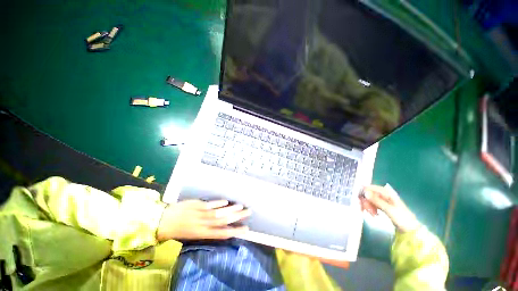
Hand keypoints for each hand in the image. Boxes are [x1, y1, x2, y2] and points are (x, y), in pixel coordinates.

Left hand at [157, 200, 251, 240]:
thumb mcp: (193, 235)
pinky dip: (219, 203)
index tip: (246, 229)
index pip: (223, 234)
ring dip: (231, 209)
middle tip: (248, 212)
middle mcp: (204, 224)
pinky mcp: (197, 205)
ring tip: (241, 206)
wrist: (163, 221)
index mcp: (203, 234)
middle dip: (238, 217)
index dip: (235, 231)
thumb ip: (208, 230)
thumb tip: (221, 226)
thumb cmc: (179, 230)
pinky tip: (226, 201)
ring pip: (219, 213)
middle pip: (224, 221)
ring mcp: (200, 214)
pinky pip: (210, 204)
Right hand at [360, 184, 419, 232]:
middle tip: (364, 209)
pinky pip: (373, 205)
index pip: (372, 188)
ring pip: (370, 200)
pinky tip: (373, 214)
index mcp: (387, 193)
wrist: (410, 230)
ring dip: (368, 206)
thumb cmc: (402, 218)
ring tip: (371, 214)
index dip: (364, 191)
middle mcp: (384, 195)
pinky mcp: (382, 206)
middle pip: (370, 194)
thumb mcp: (389, 209)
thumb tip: (365, 192)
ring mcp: (383, 201)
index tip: (359, 197)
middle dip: (366, 201)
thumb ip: (377, 201)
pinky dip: (371, 208)